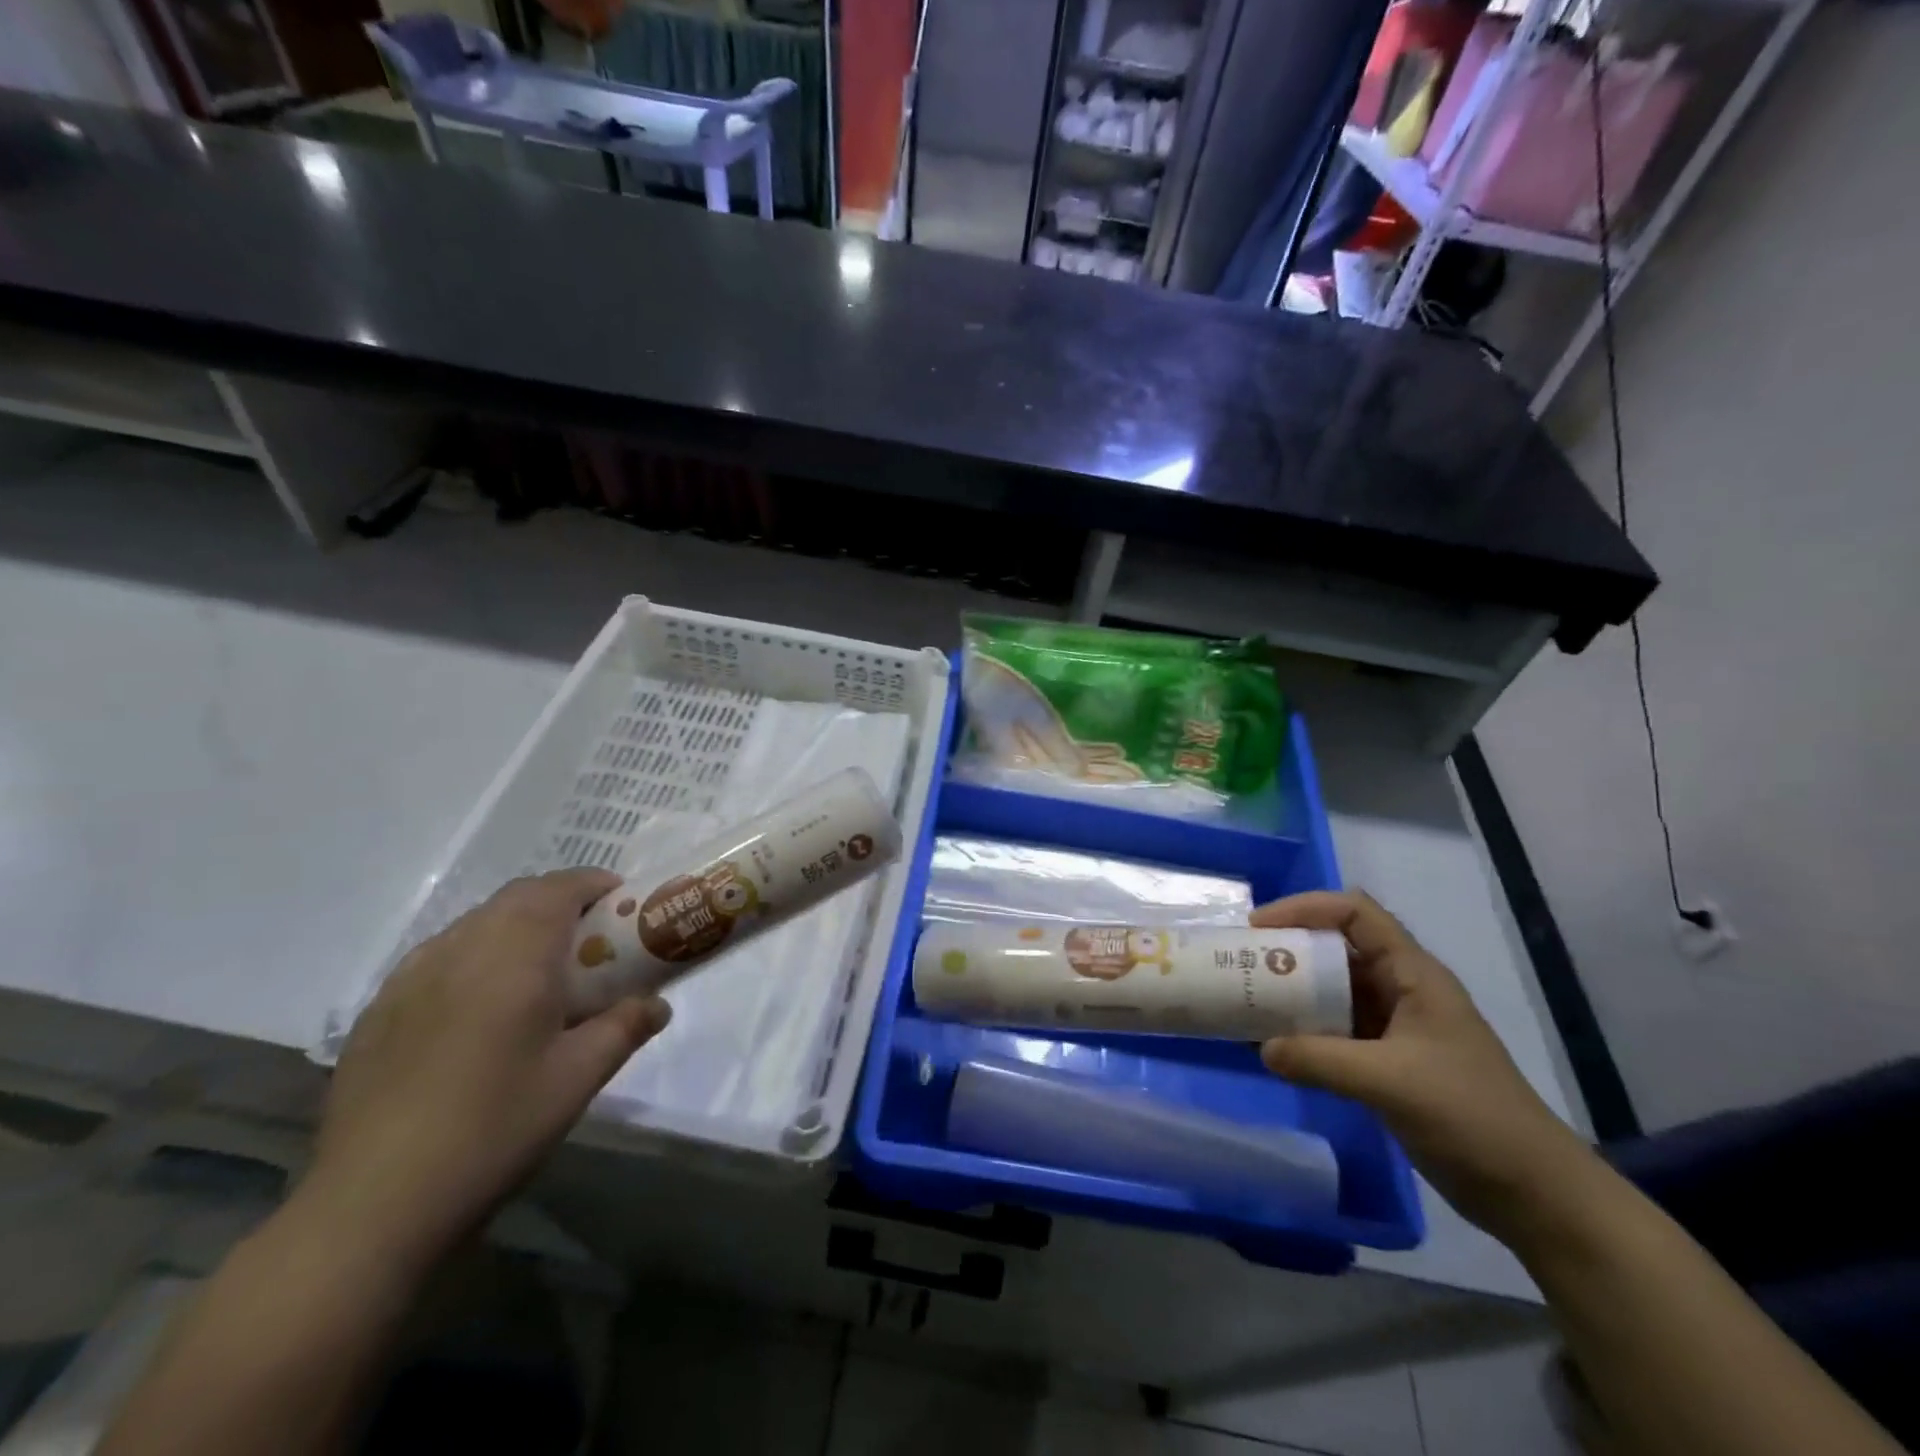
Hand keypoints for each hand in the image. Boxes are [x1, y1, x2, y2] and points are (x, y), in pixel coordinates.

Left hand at [304, 869, 671, 1272]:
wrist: (374, 1204)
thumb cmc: (495, 1127)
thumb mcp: (579, 1078)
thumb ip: (625, 1027)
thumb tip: (658, 1005)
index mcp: (515, 954)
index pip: (560, 888)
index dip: (594, 884)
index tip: (622, 903)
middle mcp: (461, 948)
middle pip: (517, 897)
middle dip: (560, 902)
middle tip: (590, 939)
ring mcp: (410, 977)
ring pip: (475, 923)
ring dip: (516, 926)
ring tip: (539, 970)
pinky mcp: (378, 1010)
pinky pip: (439, 957)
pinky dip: (475, 956)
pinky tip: (479, 1006)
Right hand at [1253, 891, 1594, 1245]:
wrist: (1536, 1194)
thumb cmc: (1472, 1118)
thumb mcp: (1391, 1083)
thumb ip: (1321, 1060)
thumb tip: (1261, 1048)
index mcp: (1413, 974)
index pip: (1354, 914)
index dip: (1304, 908)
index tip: (1258, 929)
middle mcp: (1401, 990)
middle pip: (1336, 948)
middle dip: (1288, 950)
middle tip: (1241, 964)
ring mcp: (1395, 1027)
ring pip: (1332, 990)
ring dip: (1292, 992)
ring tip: (1247, 1000)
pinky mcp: (1388, 1061)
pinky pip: (1335, 1030)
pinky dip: (1303, 1031)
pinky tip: (1273, 1045)